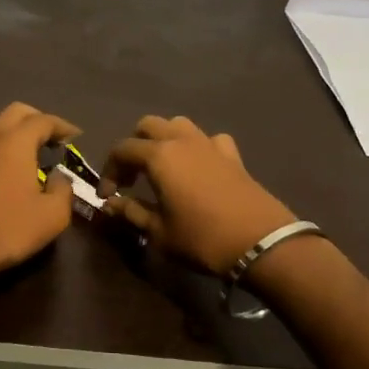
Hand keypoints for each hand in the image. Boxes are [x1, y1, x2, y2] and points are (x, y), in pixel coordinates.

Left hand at [0, 103, 80, 292]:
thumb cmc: (11, 227)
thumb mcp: (53, 213)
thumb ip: (63, 189)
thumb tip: (60, 178)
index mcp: (16, 142)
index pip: (43, 120)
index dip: (63, 126)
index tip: (77, 137)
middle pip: (16, 112)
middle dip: (38, 119)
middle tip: (56, 138)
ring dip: (19, 130)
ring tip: (38, 150)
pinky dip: (7, 144)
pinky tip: (18, 167)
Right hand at [100, 115, 296, 275]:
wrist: (261, 244)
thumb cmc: (202, 239)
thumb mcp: (159, 232)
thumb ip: (131, 212)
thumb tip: (110, 203)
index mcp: (159, 156)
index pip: (122, 150)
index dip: (108, 170)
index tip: (107, 195)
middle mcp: (181, 140)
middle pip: (148, 125)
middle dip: (133, 146)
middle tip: (131, 177)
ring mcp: (210, 144)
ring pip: (178, 124)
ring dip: (163, 139)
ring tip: (161, 166)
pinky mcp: (233, 156)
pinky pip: (209, 139)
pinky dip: (198, 147)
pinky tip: (198, 167)